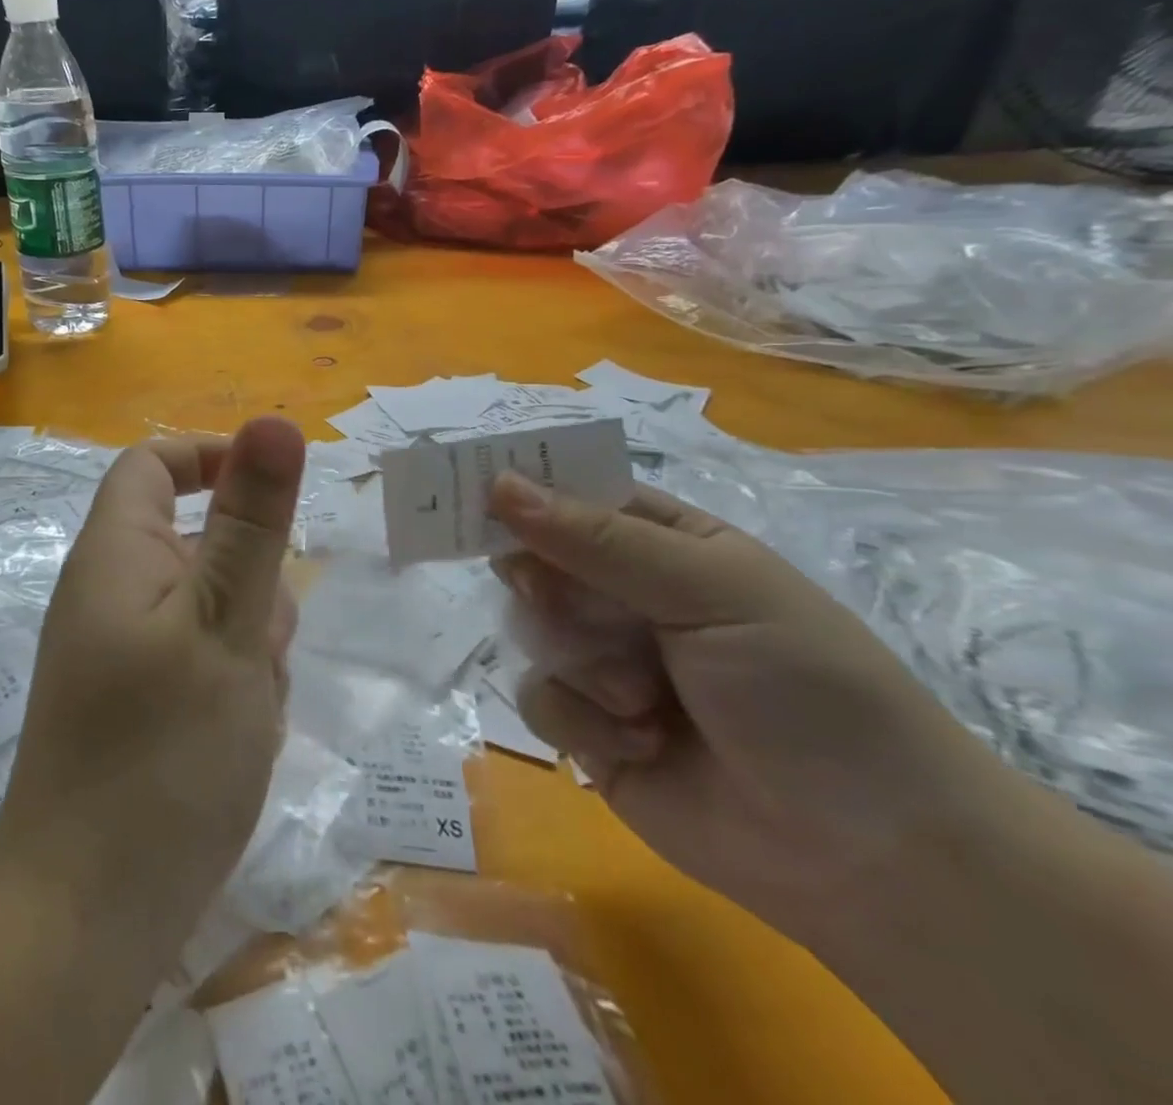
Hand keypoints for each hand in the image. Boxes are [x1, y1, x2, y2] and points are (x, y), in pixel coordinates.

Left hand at [0, 417, 305, 943]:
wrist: (89, 916)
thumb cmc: (162, 755)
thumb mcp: (227, 622)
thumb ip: (254, 521)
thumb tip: (274, 421)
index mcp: (116, 553)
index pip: (155, 465)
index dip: (213, 458)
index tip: (277, 493)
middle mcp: (111, 592)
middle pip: (200, 541)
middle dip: (251, 579)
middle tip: (262, 644)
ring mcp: (122, 651)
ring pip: (213, 606)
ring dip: (250, 641)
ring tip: (249, 706)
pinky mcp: (138, 701)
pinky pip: (202, 659)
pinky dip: (233, 683)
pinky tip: (238, 739)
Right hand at [488, 472, 1007, 941]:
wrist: (870, 857)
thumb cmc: (807, 689)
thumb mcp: (712, 591)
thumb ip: (597, 539)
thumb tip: (496, 484)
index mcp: (661, 542)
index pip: (571, 493)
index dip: (521, 490)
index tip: (471, 494)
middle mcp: (622, 593)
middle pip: (533, 559)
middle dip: (547, 587)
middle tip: (564, 603)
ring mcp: (601, 659)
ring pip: (527, 629)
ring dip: (578, 662)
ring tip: (641, 698)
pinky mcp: (586, 725)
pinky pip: (536, 696)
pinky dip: (581, 719)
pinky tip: (639, 743)